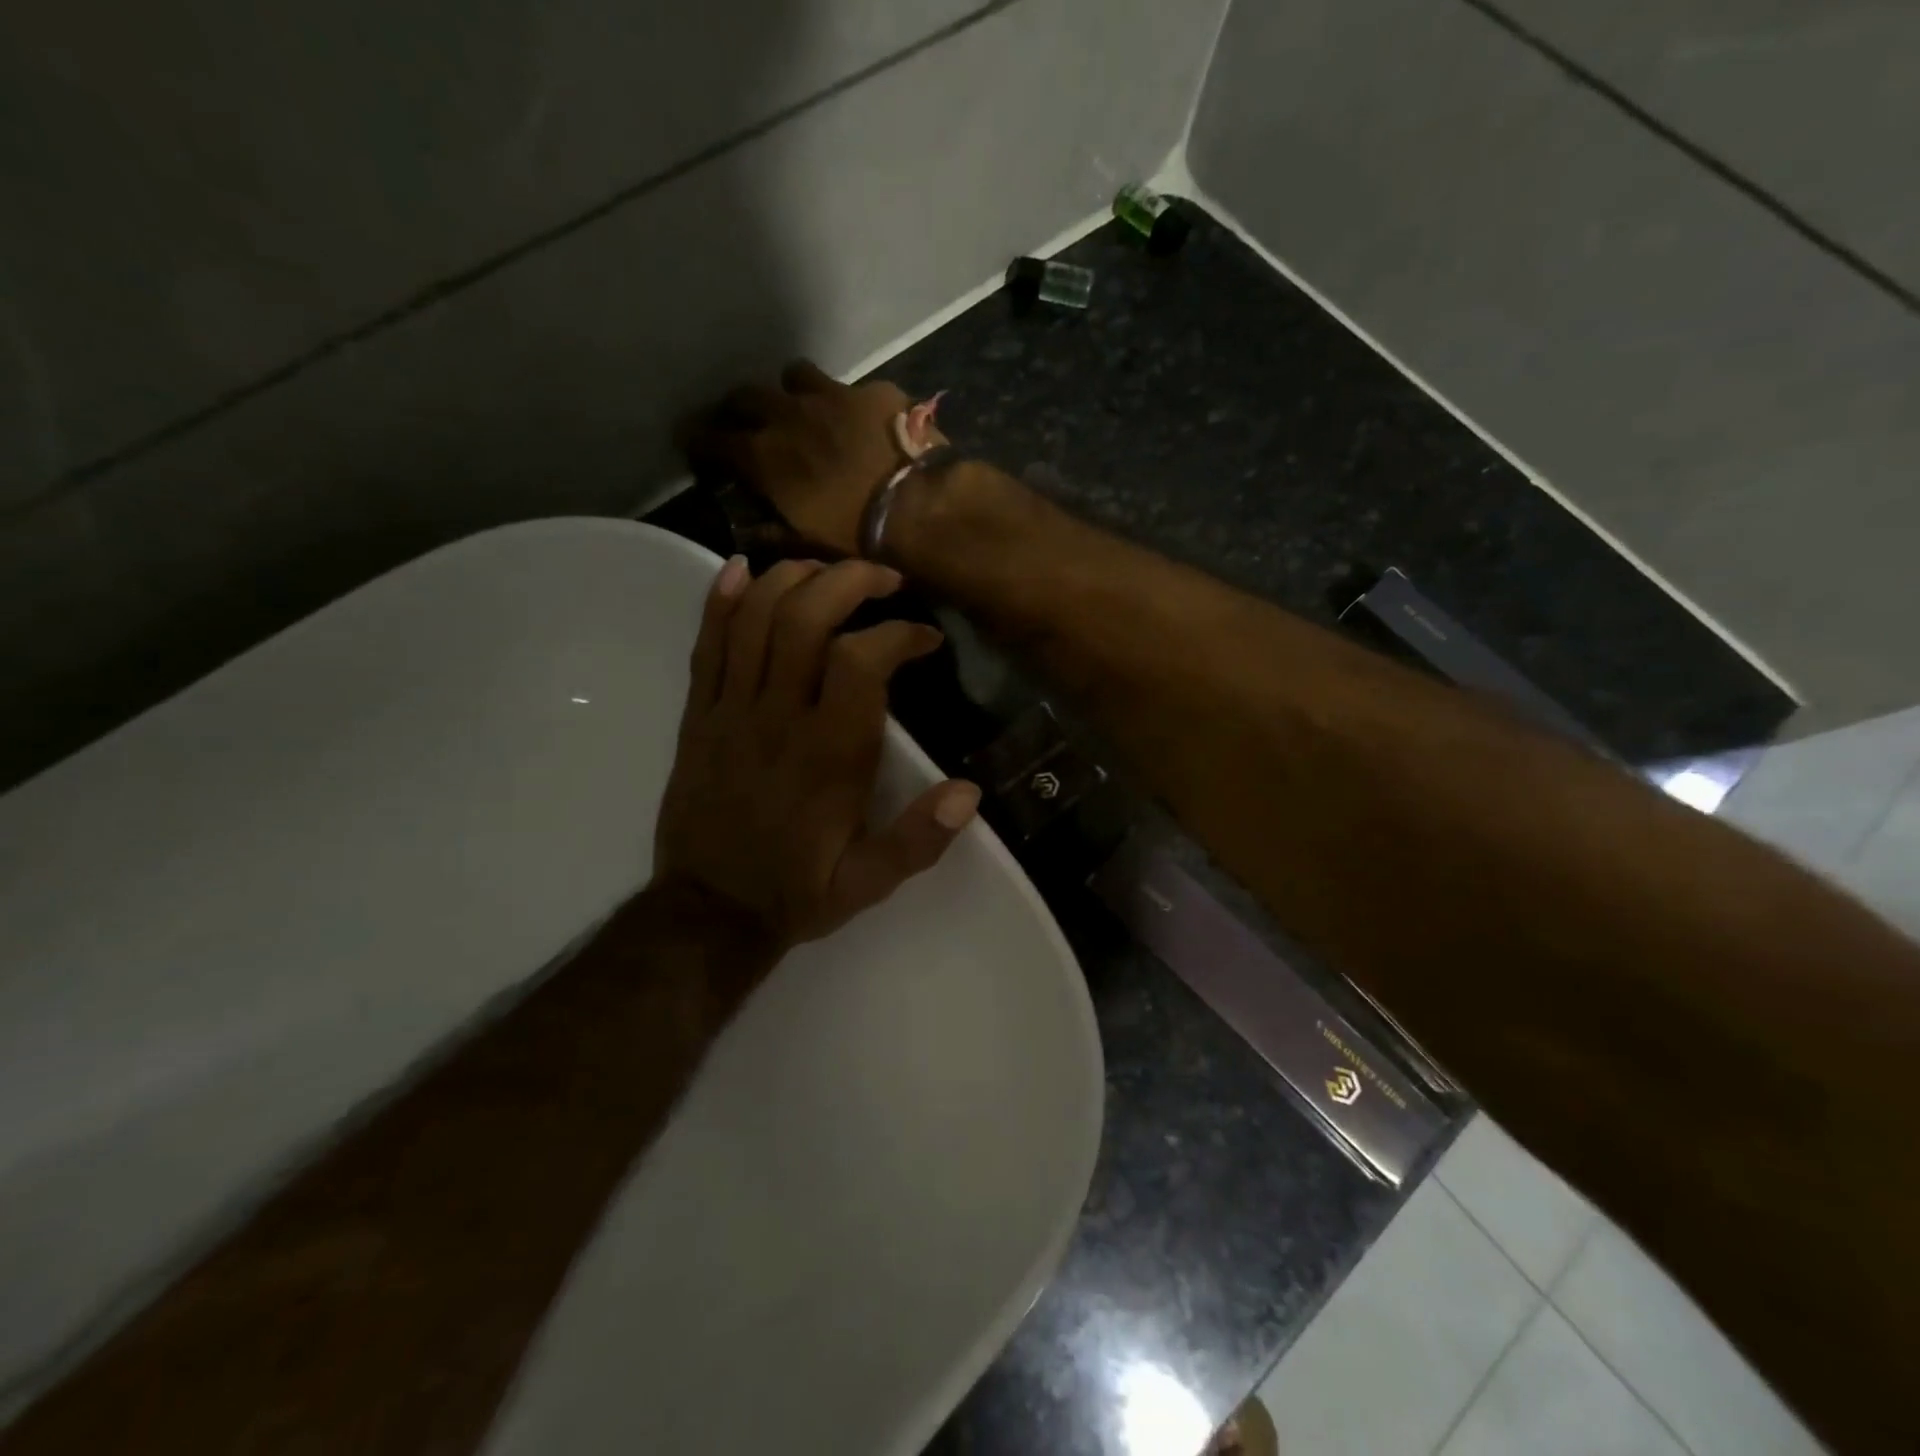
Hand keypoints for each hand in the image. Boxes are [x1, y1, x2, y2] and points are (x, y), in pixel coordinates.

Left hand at [652, 555, 981, 949]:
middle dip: (848, 581)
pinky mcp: (698, 717)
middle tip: (883, 580)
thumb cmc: (796, 892)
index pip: (862, 663)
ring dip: (792, 578)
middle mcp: (778, 720)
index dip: (899, 634)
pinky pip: (705, 646)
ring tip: (826, 570)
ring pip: (753, 619)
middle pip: (804, 618)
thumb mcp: (869, 881)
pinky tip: (740, 569)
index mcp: (828, 756)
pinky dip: (720, 601)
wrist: (709, 913)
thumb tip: (969, 791)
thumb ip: (919, 840)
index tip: (925, 639)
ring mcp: (730, 713)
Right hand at [680, 361, 943, 556]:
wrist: (921, 508)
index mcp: (765, 457)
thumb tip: (747, 531)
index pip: (712, 439)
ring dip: (790, 392)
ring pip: (794, 376)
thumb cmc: (859, 537)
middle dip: (739, 409)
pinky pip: (848, 386)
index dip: (698, 440)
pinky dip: (845, 402)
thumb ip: (772, 533)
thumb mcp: (807, 545)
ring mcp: (832, 396)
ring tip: (802, 410)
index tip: (692, 442)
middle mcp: (789, 416)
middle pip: (746, 396)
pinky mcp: (873, 391)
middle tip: (746, 425)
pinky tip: (860, 421)